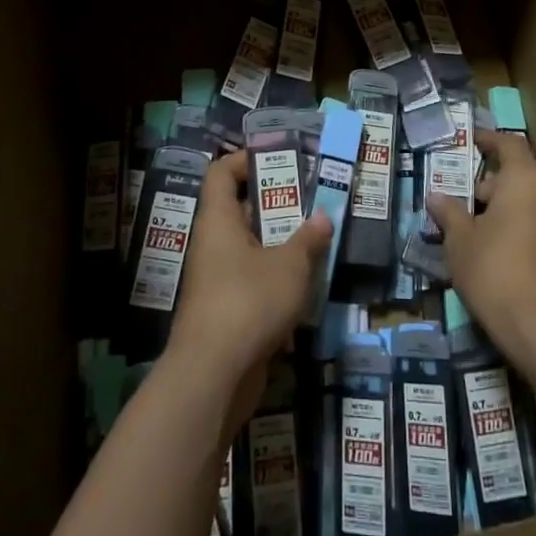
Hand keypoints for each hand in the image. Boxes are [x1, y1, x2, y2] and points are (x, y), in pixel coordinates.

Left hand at [171, 149, 332, 426]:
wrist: (212, 377)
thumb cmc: (248, 302)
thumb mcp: (290, 266)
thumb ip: (308, 240)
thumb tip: (323, 217)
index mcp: (218, 221)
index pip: (221, 173)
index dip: (245, 160)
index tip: (278, 159)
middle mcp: (211, 245)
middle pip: (239, 211)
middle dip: (275, 205)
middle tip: (311, 200)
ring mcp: (215, 281)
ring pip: (249, 249)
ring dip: (279, 245)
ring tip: (315, 240)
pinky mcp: (224, 313)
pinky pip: (251, 283)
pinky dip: (275, 281)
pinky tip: (305, 287)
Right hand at [426, 129, 535, 356]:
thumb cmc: (494, 270)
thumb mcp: (460, 241)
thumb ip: (449, 213)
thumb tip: (435, 196)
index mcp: (525, 179)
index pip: (511, 144)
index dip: (491, 139)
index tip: (473, 142)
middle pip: (531, 167)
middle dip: (506, 174)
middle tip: (478, 194)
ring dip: (519, 198)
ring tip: (488, 222)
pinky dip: (531, 219)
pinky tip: (507, 244)